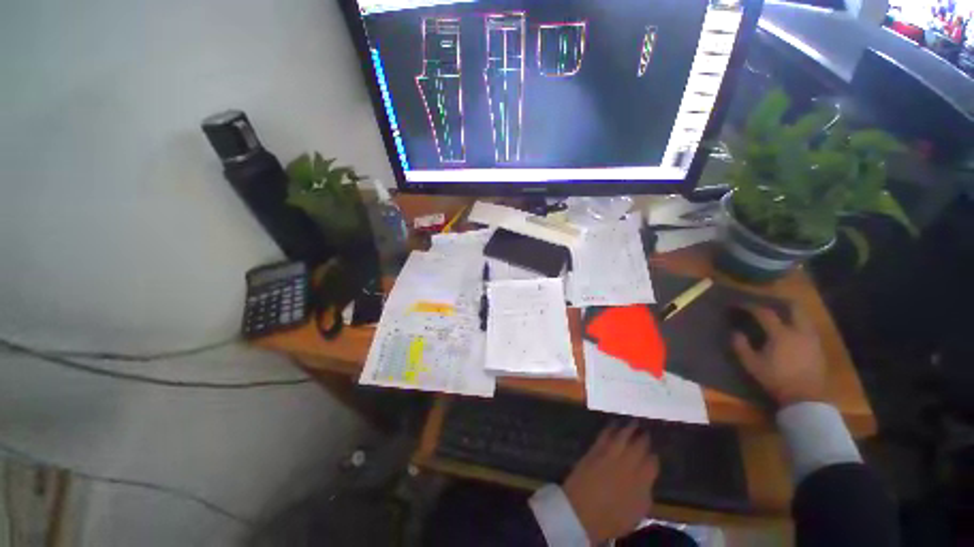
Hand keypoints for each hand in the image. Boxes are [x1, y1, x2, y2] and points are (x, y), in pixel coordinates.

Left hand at [562, 423, 658, 543]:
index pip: (652, 464)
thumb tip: (646, 481)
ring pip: (622, 437)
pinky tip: (613, 425)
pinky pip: (605, 436)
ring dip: (628, 429)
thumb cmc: (611, 520)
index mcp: (641, 483)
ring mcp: (610, 455)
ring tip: (633, 422)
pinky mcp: (595, 450)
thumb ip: (644, 495)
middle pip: (638, 447)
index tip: (654, 454)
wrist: (581, 511)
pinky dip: (610, 429)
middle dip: (643, 438)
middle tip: (646, 431)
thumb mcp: (636, 515)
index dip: (653, 458)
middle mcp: (628, 465)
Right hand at [731, 304, 827, 406]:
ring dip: (791, 314)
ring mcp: (811, 339)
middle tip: (767, 305)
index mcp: (781, 333)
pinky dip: (798, 325)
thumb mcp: (752, 364)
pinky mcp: (818, 348)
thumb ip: (741, 346)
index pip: (764, 313)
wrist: (806, 397)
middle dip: (779, 304)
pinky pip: (808, 329)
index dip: (751, 307)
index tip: (740, 305)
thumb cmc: (776, 379)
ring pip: (804, 318)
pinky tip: (791, 333)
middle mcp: (799, 331)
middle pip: (793, 308)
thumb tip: (736, 332)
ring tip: (780, 318)